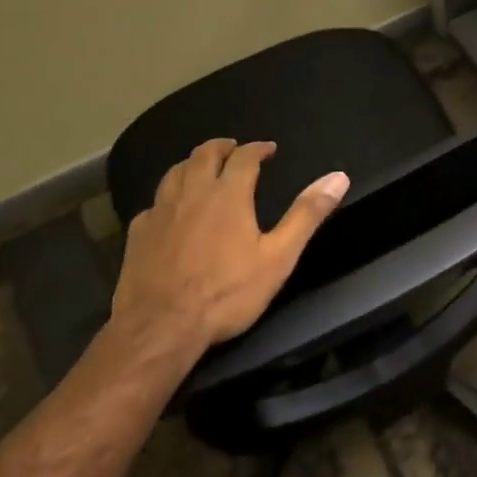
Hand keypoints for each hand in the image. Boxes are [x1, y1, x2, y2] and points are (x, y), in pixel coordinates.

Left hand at [113, 138, 348, 352]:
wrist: (159, 329)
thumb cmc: (225, 293)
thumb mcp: (278, 257)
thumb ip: (306, 215)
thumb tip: (338, 177)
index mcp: (228, 193)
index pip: (244, 156)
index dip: (258, 148)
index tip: (268, 149)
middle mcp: (192, 192)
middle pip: (204, 154)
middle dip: (222, 147)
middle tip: (234, 149)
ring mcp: (161, 211)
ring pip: (175, 171)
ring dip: (192, 164)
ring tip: (202, 169)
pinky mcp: (137, 234)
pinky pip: (153, 203)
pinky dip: (167, 197)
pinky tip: (170, 210)